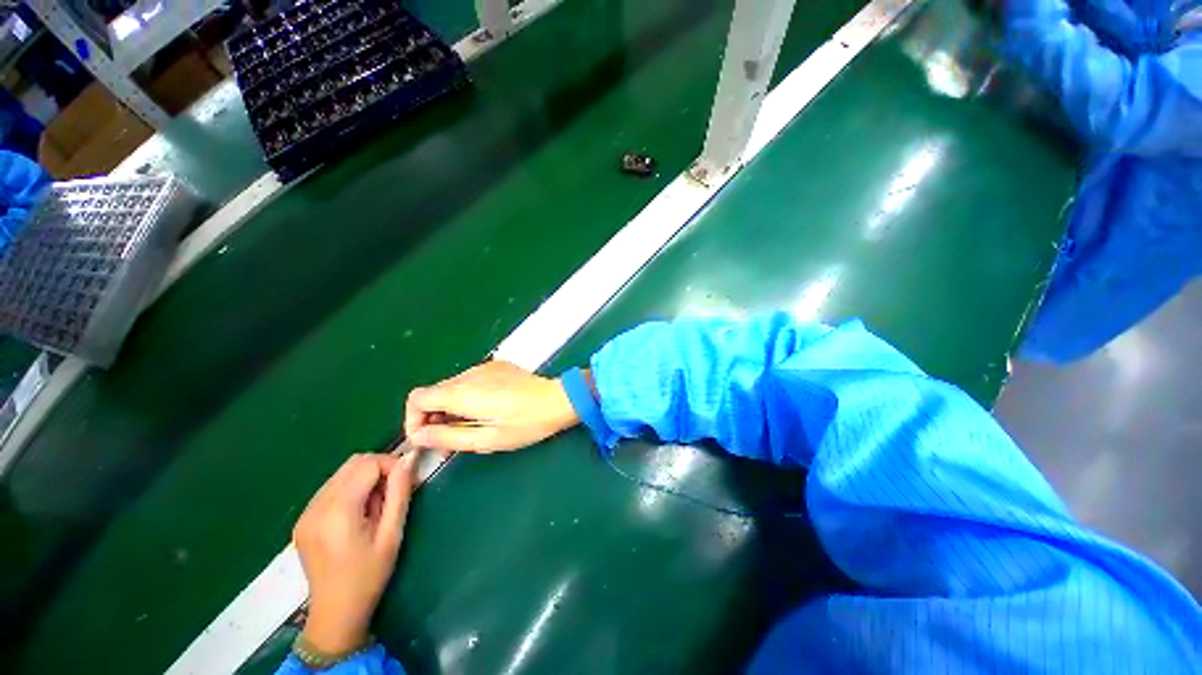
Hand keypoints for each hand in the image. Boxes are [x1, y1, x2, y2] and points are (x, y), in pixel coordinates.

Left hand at [293, 452, 419, 654]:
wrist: (336, 612)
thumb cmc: (369, 575)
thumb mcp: (392, 533)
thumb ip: (400, 492)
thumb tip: (410, 458)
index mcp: (338, 512)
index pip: (368, 464)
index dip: (392, 466)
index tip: (406, 483)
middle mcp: (316, 507)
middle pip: (353, 463)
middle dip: (380, 468)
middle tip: (393, 493)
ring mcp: (305, 513)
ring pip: (342, 473)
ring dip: (365, 479)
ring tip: (376, 506)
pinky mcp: (303, 519)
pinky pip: (331, 488)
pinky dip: (351, 489)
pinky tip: (358, 514)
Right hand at [405, 361, 579, 452]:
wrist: (559, 399)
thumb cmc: (527, 423)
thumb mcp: (488, 439)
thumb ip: (448, 437)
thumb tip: (418, 436)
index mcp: (464, 392)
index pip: (417, 398)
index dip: (413, 419)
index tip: (427, 438)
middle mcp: (470, 374)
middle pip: (434, 392)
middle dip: (434, 416)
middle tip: (452, 438)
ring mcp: (484, 367)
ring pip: (452, 386)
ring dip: (451, 407)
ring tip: (473, 425)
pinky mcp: (497, 366)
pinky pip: (470, 380)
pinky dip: (467, 396)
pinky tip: (488, 408)